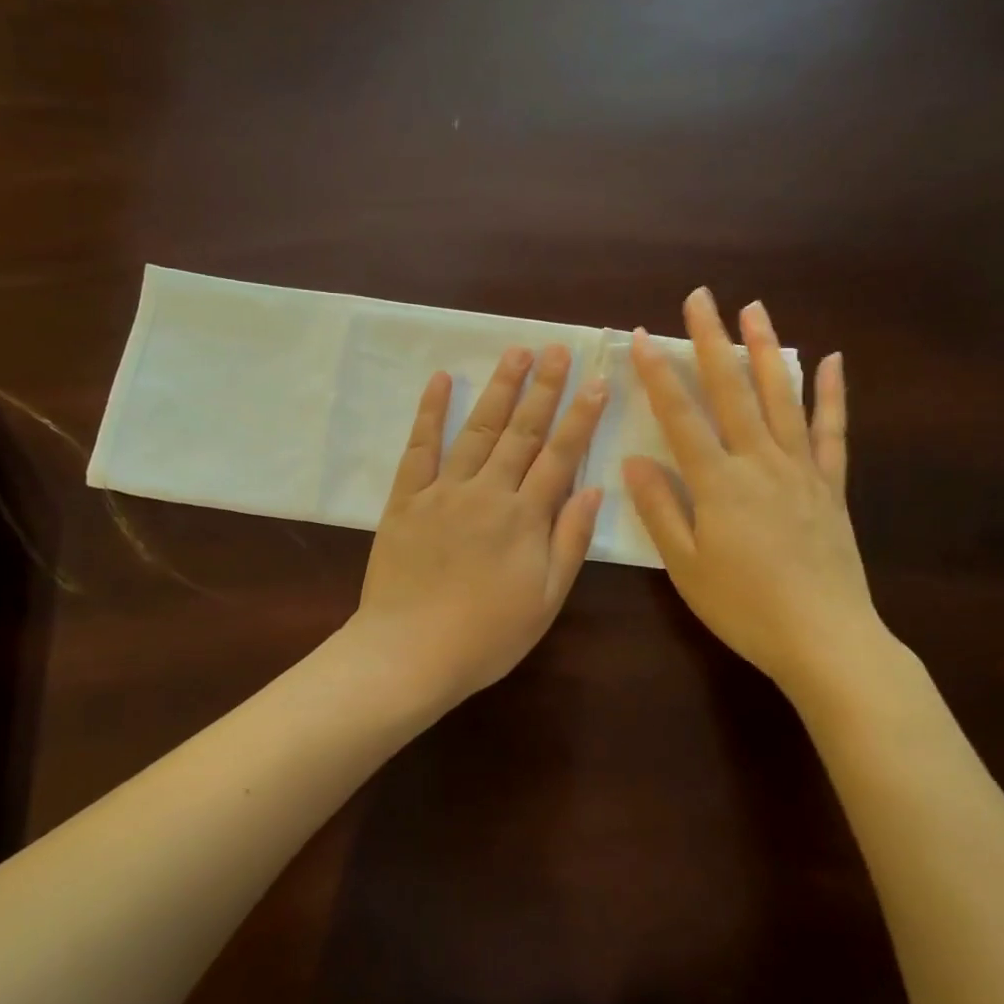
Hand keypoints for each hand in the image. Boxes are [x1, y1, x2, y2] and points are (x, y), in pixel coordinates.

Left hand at [354, 344, 607, 704]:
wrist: (409, 654)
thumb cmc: (486, 636)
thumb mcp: (546, 600)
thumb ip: (570, 541)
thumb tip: (595, 488)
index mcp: (525, 519)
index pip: (560, 456)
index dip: (581, 417)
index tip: (597, 380)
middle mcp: (488, 493)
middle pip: (522, 432)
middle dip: (544, 388)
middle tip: (557, 349)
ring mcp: (444, 492)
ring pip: (477, 430)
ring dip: (499, 388)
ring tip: (516, 352)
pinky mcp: (406, 499)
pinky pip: (420, 448)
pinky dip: (430, 413)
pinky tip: (441, 380)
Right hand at [623, 288, 882, 688]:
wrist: (824, 638)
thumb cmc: (745, 607)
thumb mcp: (686, 566)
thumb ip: (660, 509)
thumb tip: (634, 462)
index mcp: (719, 483)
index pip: (681, 417)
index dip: (660, 375)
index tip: (645, 336)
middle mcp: (760, 462)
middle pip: (732, 391)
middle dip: (713, 341)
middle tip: (701, 298)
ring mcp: (800, 469)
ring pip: (781, 397)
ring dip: (766, 350)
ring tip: (756, 309)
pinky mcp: (831, 485)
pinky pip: (832, 431)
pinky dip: (832, 394)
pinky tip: (832, 361)